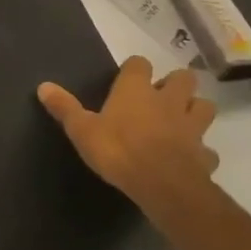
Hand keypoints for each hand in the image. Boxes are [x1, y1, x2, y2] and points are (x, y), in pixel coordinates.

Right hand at [38, 56, 218, 216]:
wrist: (163, 186)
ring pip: (204, 107)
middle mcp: (168, 100)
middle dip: (176, 84)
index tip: (127, 79)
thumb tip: (43, 85)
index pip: (139, 63)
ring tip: (181, 121)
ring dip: (195, 110)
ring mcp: (191, 126)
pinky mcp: (204, 154)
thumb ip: (65, 107)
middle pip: (183, 78)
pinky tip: (190, 158)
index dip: (134, 69)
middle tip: (161, 97)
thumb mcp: (82, 130)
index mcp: (136, 89)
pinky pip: (207, 149)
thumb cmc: (118, 150)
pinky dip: (201, 151)